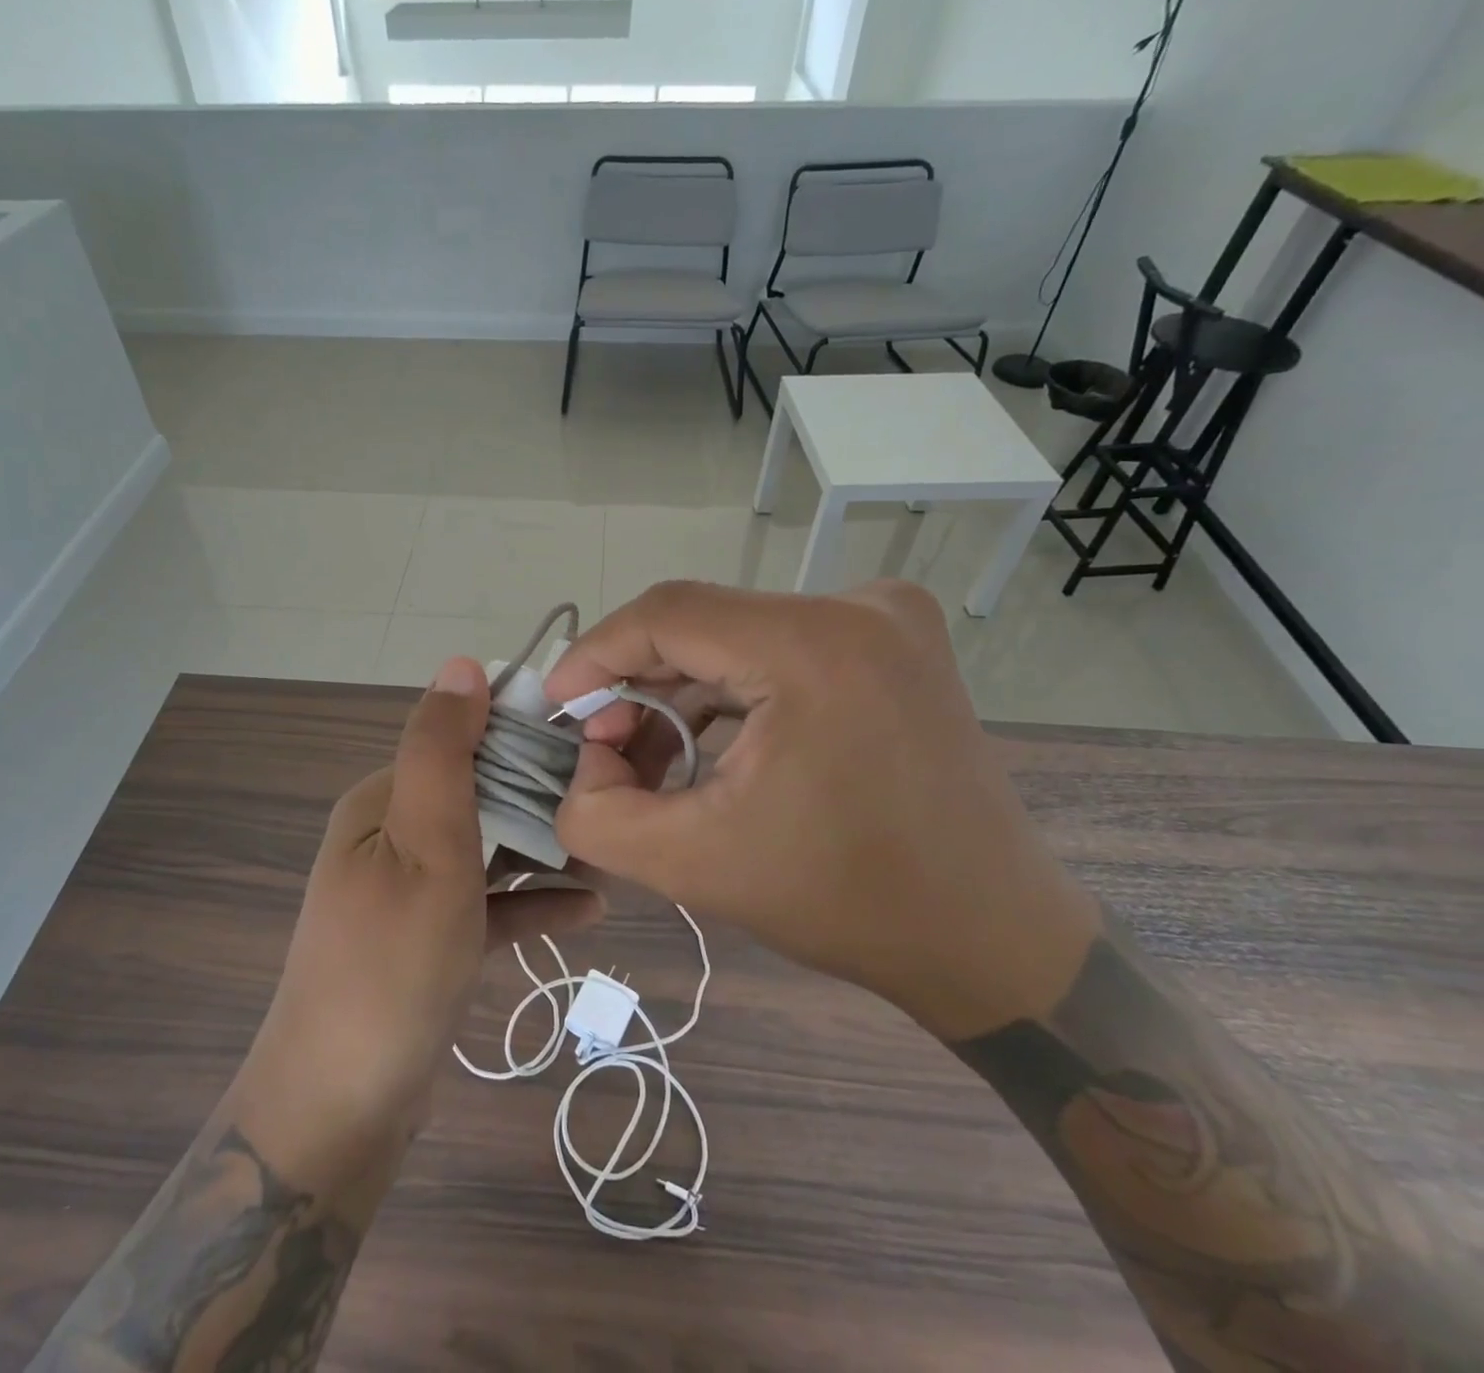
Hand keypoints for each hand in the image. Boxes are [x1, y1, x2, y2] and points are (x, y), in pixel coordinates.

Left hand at [232, 659, 600, 1179]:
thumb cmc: (391, 963)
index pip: (462, 741)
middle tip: (616, 807)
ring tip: (613, 855)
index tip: (593, 747)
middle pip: (481, 795)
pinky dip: (531, 903)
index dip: (525, 736)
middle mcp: (392, 836)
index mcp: (384, 802)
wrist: (340, 1107)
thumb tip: (463, 664)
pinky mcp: (430, 940)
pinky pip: (489, 906)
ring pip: (490, 851)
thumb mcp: (424, 846)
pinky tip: (589, 908)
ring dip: (546, 851)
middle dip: (544, 798)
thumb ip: (443, 754)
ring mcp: (410, 891)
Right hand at [545, 581, 1097, 1040]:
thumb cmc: (848, 902)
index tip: (556, 704)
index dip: (596, 652)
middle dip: (636, 683)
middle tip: (602, 744)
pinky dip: (730, 693)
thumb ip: (598, 810)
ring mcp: (887, 620)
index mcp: (815, 646)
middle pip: (702, 623)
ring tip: (649, 759)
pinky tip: (706, 748)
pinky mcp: (894, 644)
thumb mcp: (694, 864)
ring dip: (681, 692)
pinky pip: (780, 649)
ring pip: (738, 636)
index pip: (668, 614)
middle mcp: (859, 607)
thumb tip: (585, 755)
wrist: (990, 939)